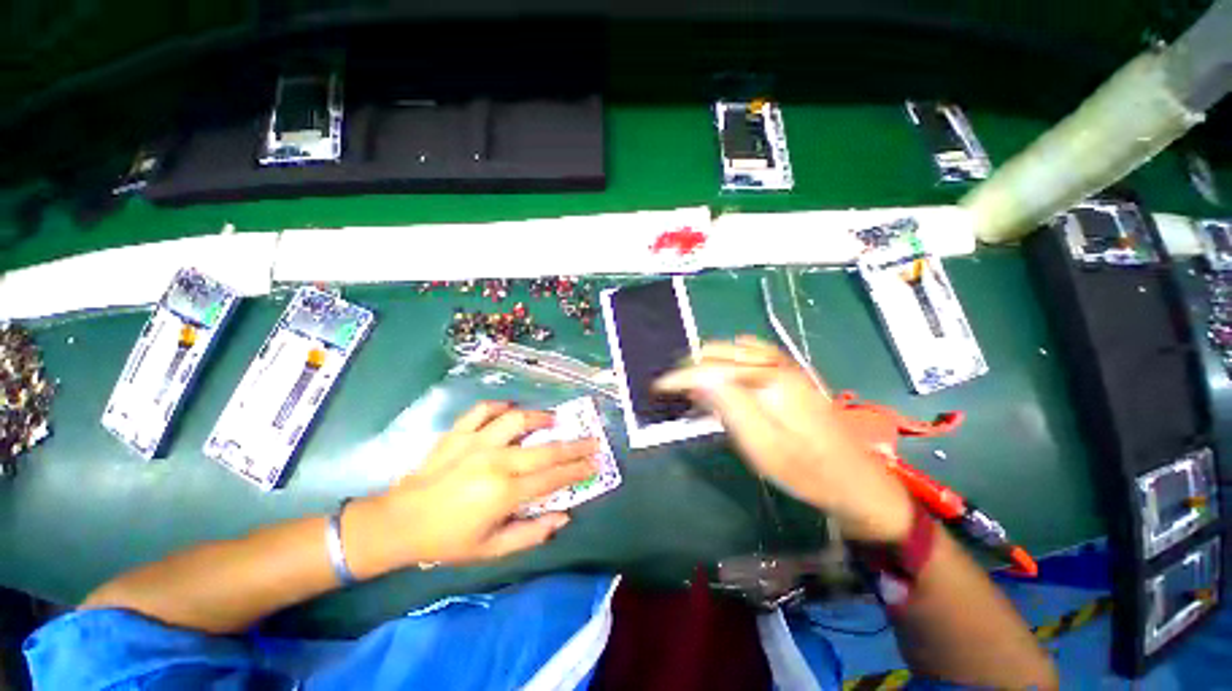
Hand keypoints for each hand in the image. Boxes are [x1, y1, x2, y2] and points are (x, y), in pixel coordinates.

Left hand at [344, 402, 598, 575]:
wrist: (398, 523)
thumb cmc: (447, 540)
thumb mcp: (491, 550)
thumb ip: (531, 534)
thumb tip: (563, 516)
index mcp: (504, 493)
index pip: (553, 477)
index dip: (578, 469)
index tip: (596, 462)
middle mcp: (495, 462)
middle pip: (546, 448)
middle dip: (574, 445)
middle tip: (592, 440)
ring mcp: (475, 443)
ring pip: (517, 420)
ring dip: (540, 417)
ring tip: (553, 419)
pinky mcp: (458, 433)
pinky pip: (482, 410)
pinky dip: (498, 406)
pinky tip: (509, 410)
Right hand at [655, 337, 913, 542]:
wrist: (855, 480)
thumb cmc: (806, 470)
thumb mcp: (761, 445)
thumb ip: (728, 406)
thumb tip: (697, 379)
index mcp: (768, 379)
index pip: (711, 368)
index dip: (681, 376)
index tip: (658, 386)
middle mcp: (776, 363)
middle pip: (721, 351)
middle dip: (693, 366)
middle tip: (675, 389)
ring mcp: (785, 367)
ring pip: (734, 350)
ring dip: (709, 363)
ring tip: (693, 385)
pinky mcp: (789, 375)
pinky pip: (749, 356)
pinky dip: (728, 363)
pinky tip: (723, 379)